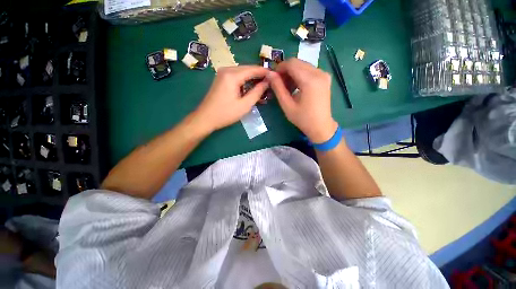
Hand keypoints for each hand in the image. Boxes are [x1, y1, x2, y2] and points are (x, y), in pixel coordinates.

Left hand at [192, 66, 269, 132]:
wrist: (205, 118)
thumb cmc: (225, 113)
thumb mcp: (244, 105)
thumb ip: (257, 92)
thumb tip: (267, 82)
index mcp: (232, 75)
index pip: (253, 69)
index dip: (265, 72)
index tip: (275, 76)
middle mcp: (226, 70)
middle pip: (247, 69)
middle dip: (259, 75)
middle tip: (270, 83)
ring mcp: (222, 73)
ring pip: (242, 72)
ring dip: (252, 78)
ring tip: (262, 86)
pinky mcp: (221, 79)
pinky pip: (236, 76)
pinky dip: (245, 81)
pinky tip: (250, 88)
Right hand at [268, 58, 337, 142]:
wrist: (321, 126)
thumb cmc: (303, 119)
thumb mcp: (287, 105)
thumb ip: (278, 88)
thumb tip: (269, 74)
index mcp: (310, 80)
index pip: (291, 64)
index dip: (279, 68)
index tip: (273, 77)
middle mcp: (319, 73)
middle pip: (297, 62)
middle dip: (285, 70)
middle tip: (279, 83)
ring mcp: (324, 74)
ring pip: (303, 65)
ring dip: (292, 73)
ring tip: (287, 87)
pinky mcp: (325, 78)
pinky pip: (309, 70)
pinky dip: (300, 75)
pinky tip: (296, 87)